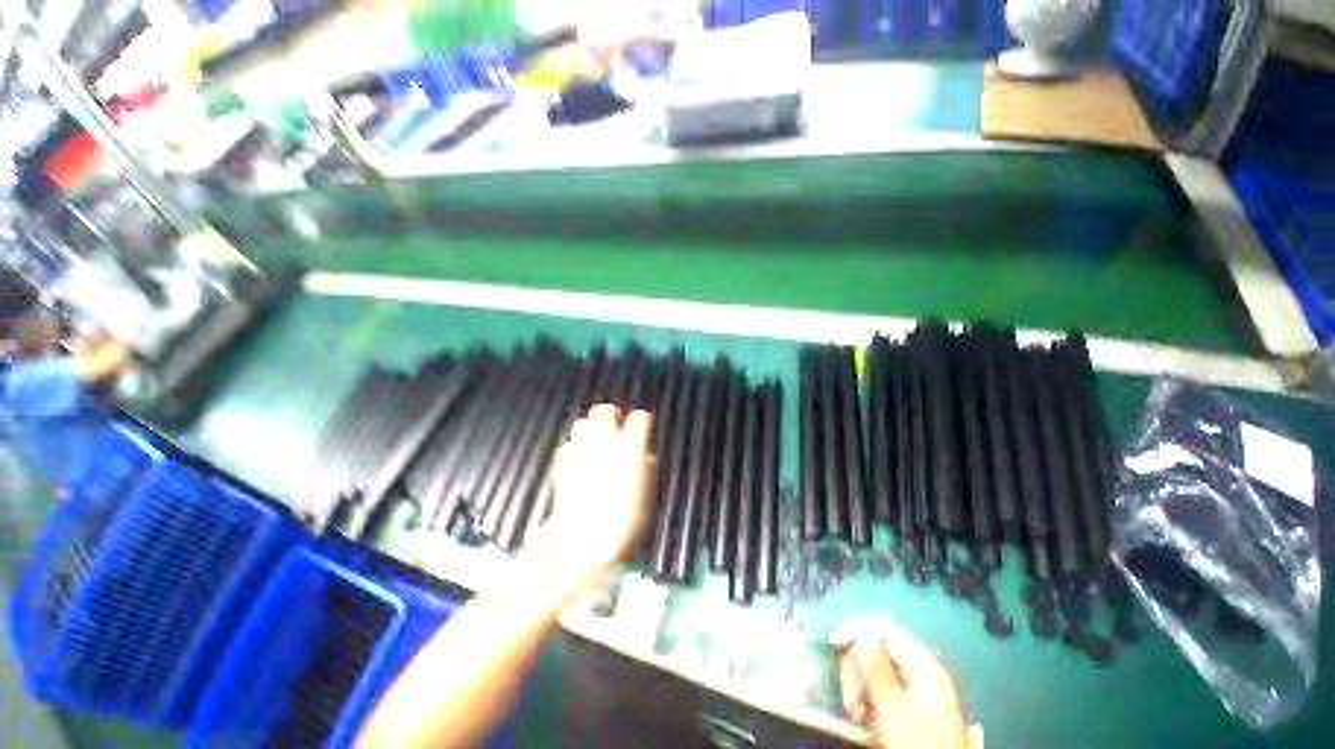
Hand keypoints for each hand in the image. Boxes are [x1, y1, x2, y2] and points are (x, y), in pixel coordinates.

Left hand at [541, 404, 654, 579]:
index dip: (641, 419)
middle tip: (615, 420)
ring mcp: (582, 451)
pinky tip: (579, 457)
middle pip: (605, 412)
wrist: (587, 536)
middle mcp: (605, 444)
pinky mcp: (564, 463)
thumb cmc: (624, 518)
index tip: (642, 421)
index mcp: (629, 449)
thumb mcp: (645, 493)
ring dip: (590, 427)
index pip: (638, 420)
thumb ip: (646, 469)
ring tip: (595, 437)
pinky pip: (568, 445)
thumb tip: (645, 457)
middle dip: (611, 414)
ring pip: (582, 424)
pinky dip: (575, 448)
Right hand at [832, 617, 978, 748]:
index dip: (859, 631)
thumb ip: (876, 666)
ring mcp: (921, 692)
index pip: (887, 631)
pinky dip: (870, 700)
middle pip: (880, 653)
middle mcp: (924, 673)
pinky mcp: (916, 709)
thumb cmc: (916, 742)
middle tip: (848, 697)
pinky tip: (863, 717)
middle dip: (858, 671)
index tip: (834, 641)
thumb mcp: (893, 707)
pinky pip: (885, 691)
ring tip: (855, 713)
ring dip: (860, 688)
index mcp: (924, 666)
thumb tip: (861, 632)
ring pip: (879, 673)